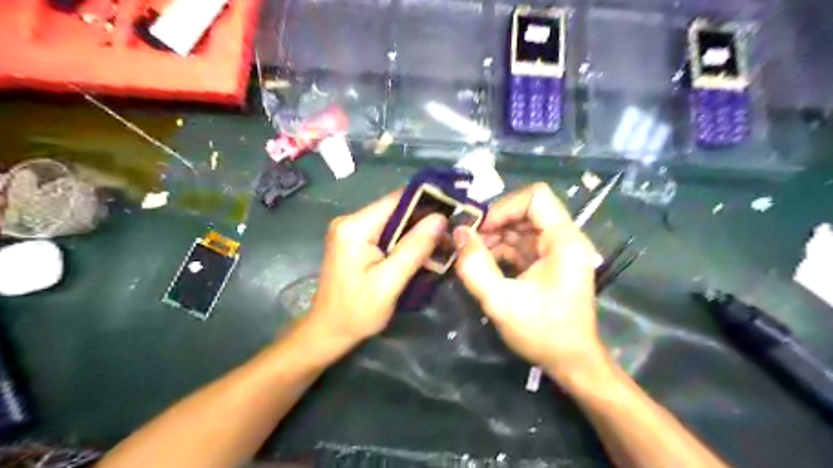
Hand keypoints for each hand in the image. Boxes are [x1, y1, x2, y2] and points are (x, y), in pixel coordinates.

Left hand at [308, 190, 448, 345]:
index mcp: (354, 227)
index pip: (397, 200)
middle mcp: (350, 221)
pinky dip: (405, 241)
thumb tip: (440, 219)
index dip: (427, 203)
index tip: (453, 212)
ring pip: (394, 222)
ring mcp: (351, 230)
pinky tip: (421, 253)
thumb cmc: (357, 312)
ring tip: (442, 244)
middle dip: (424, 221)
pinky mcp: (355, 241)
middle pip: (396, 210)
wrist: (328, 331)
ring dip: (416, 233)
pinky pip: (386, 233)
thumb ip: (414, 249)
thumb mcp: (389, 283)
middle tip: (451, 235)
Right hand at [455, 181, 606, 381]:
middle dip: (495, 224)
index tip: (481, 230)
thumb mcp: (501, 301)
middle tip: (470, 244)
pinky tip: (485, 266)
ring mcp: (557, 251)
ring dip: (495, 238)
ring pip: (521, 228)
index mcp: (564, 240)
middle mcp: (564, 239)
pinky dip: (502, 251)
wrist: (573, 363)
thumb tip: (458, 232)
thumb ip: (475, 266)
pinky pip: (522, 245)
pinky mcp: (549, 264)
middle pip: (526, 211)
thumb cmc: (543, 332)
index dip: (504, 207)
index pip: (535, 196)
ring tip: (473, 257)